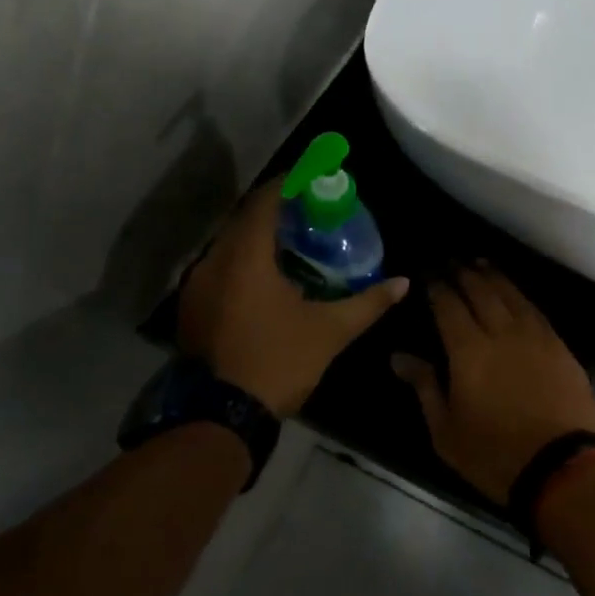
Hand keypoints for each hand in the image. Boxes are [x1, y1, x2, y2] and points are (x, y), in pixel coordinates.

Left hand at [178, 179, 408, 417]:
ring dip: (257, 234)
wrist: (219, 418)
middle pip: (245, 217)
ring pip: (229, 243)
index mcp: (246, 257)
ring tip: (291, 239)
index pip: (265, 201)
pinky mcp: (192, 308)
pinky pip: (219, 266)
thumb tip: (402, 283)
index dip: (288, 183)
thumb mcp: (329, 331)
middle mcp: (215, 261)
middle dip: (275, 207)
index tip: (312, 177)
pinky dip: (243, 258)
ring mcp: (197, 286)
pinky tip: (265, 275)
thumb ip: (368, 303)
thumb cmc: (277, 362)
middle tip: (308, 208)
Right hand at [391, 264, 594, 504]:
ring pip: (509, 293)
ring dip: (492, 275)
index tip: (428, 272)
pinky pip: (533, 308)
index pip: (448, 305)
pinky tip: (513, 292)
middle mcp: (501, 331)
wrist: (563, 467)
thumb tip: (398, 356)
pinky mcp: (558, 345)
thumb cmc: (495, 455)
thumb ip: (424, 386)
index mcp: (469, 350)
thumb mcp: (446, 431)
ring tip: (479, 263)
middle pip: (480, 290)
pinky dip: (518, 294)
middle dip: (463, 272)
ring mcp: (533, 335)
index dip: (437, 286)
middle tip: (451, 261)